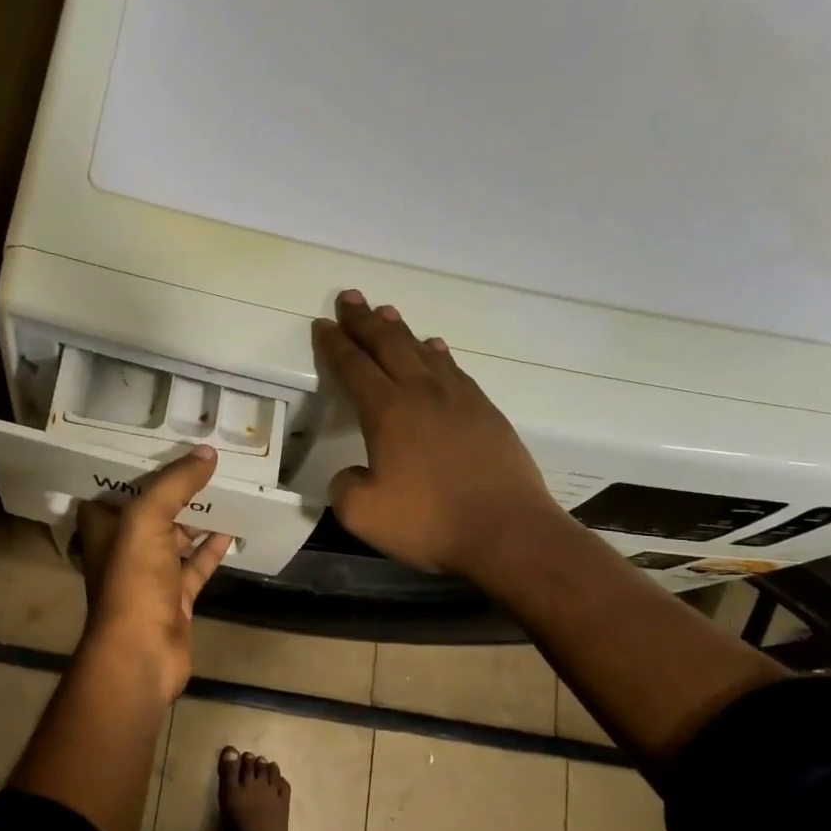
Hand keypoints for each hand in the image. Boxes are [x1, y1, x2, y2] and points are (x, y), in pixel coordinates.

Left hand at [75, 446, 232, 698]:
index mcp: (103, 528)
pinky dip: (212, 549)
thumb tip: (207, 452)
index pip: (113, 489)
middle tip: (202, 461)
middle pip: (149, 511)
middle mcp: (123, 548)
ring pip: (175, 538)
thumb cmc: (133, 580)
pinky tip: (233, 528)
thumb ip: (175, 483)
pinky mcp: (175, 597)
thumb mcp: (147, 519)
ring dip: (196, 517)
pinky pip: (196, 565)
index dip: (132, 468)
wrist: (142, 652)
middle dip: (172, 490)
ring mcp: (150, 575)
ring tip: (223, 488)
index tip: (159, 444)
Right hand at [313, 291, 561, 577]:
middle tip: (350, 298)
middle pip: (389, 344)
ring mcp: (460, 399)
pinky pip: (454, 370)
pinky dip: (438, 354)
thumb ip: (345, 487)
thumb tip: (353, 473)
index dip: (334, 345)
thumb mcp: (363, 514)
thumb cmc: (430, 522)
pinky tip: (436, 349)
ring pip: (423, 351)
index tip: (322, 324)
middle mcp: (423, 394)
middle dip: (364, 320)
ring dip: (401, 330)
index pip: (353, 367)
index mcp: (388, 412)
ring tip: (387, 312)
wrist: (509, 532)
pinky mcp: (487, 413)